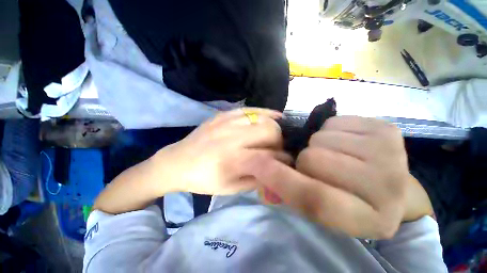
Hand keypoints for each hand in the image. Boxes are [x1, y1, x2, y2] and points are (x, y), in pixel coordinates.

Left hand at [151, 108, 291, 195]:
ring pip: (263, 118)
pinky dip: (265, 112)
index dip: (284, 159)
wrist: (177, 162)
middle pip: (270, 131)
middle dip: (279, 142)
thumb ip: (256, 179)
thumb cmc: (203, 179)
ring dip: (273, 129)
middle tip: (275, 150)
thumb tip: (276, 169)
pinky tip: (275, 116)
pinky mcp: (223, 115)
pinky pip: (250, 109)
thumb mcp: (231, 188)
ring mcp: (227, 122)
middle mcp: (233, 137)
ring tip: (272, 137)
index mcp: (234, 159)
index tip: (287, 163)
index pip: (270, 156)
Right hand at [250, 116, 431, 238]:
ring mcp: (391, 154)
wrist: (387, 184)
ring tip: (331, 154)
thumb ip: (289, 192)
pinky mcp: (387, 130)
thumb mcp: (318, 206)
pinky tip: (343, 143)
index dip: (280, 179)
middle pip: (314, 159)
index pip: (315, 198)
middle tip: (313, 166)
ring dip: (316, 146)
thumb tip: (261, 171)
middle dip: (303, 160)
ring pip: (321, 138)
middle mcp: (387, 188)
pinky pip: (334, 122)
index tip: (256, 163)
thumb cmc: (347, 197)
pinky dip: (329, 131)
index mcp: (368, 221)